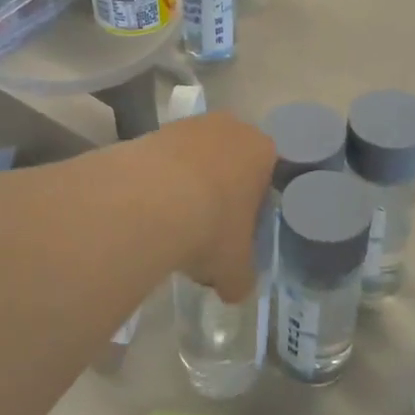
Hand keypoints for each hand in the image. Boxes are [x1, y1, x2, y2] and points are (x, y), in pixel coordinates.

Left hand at [143, 111, 276, 303]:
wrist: (151, 200)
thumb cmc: (212, 227)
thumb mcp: (235, 267)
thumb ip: (241, 278)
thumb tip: (235, 289)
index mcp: (263, 151)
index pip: (265, 178)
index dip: (251, 210)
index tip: (237, 234)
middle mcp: (230, 128)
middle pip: (229, 165)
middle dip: (219, 194)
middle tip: (205, 230)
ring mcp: (189, 125)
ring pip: (194, 161)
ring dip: (187, 187)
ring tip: (171, 225)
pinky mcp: (153, 130)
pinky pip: (164, 162)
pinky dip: (159, 183)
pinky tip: (149, 212)